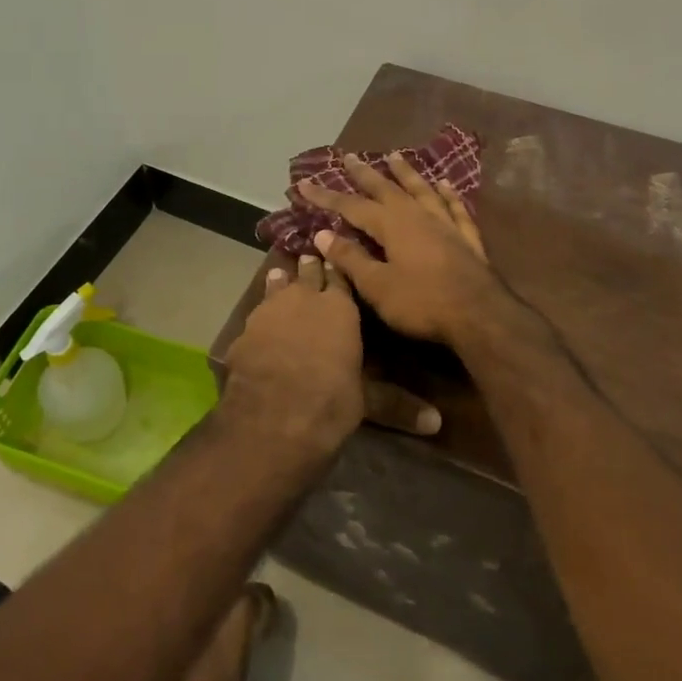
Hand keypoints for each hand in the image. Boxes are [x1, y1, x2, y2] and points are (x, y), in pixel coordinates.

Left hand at [221, 254, 439, 455]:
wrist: (272, 417)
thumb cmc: (330, 402)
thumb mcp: (367, 402)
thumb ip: (396, 404)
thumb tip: (437, 422)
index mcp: (340, 308)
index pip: (342, 278)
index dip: (341, 270)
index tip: (341, 260)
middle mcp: (305, 299)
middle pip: (309, 274)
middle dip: (312, 267)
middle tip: (312, 258)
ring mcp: (270, 310)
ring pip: (278, 285)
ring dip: (282, 281)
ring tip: (282, 273)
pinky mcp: (245, 329)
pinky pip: (257, 312)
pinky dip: (262, 311)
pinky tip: (259, 317)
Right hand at [299, 153, 502, 347]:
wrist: (480, 315)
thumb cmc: (422, 303)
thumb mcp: (377, 286)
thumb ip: (351, 258)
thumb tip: (323, 234)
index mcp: (391, 225)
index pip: (351, 206)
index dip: (326, 196)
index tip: (304, 183)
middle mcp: (417, 216)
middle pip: (387, 188)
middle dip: (365, 173)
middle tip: (350, 156)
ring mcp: (445, 224)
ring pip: (422, 190)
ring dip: (407, 173)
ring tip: (395, 156)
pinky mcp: (467, 238)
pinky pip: (455, 208)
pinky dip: (448, 194)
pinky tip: (445, 185)